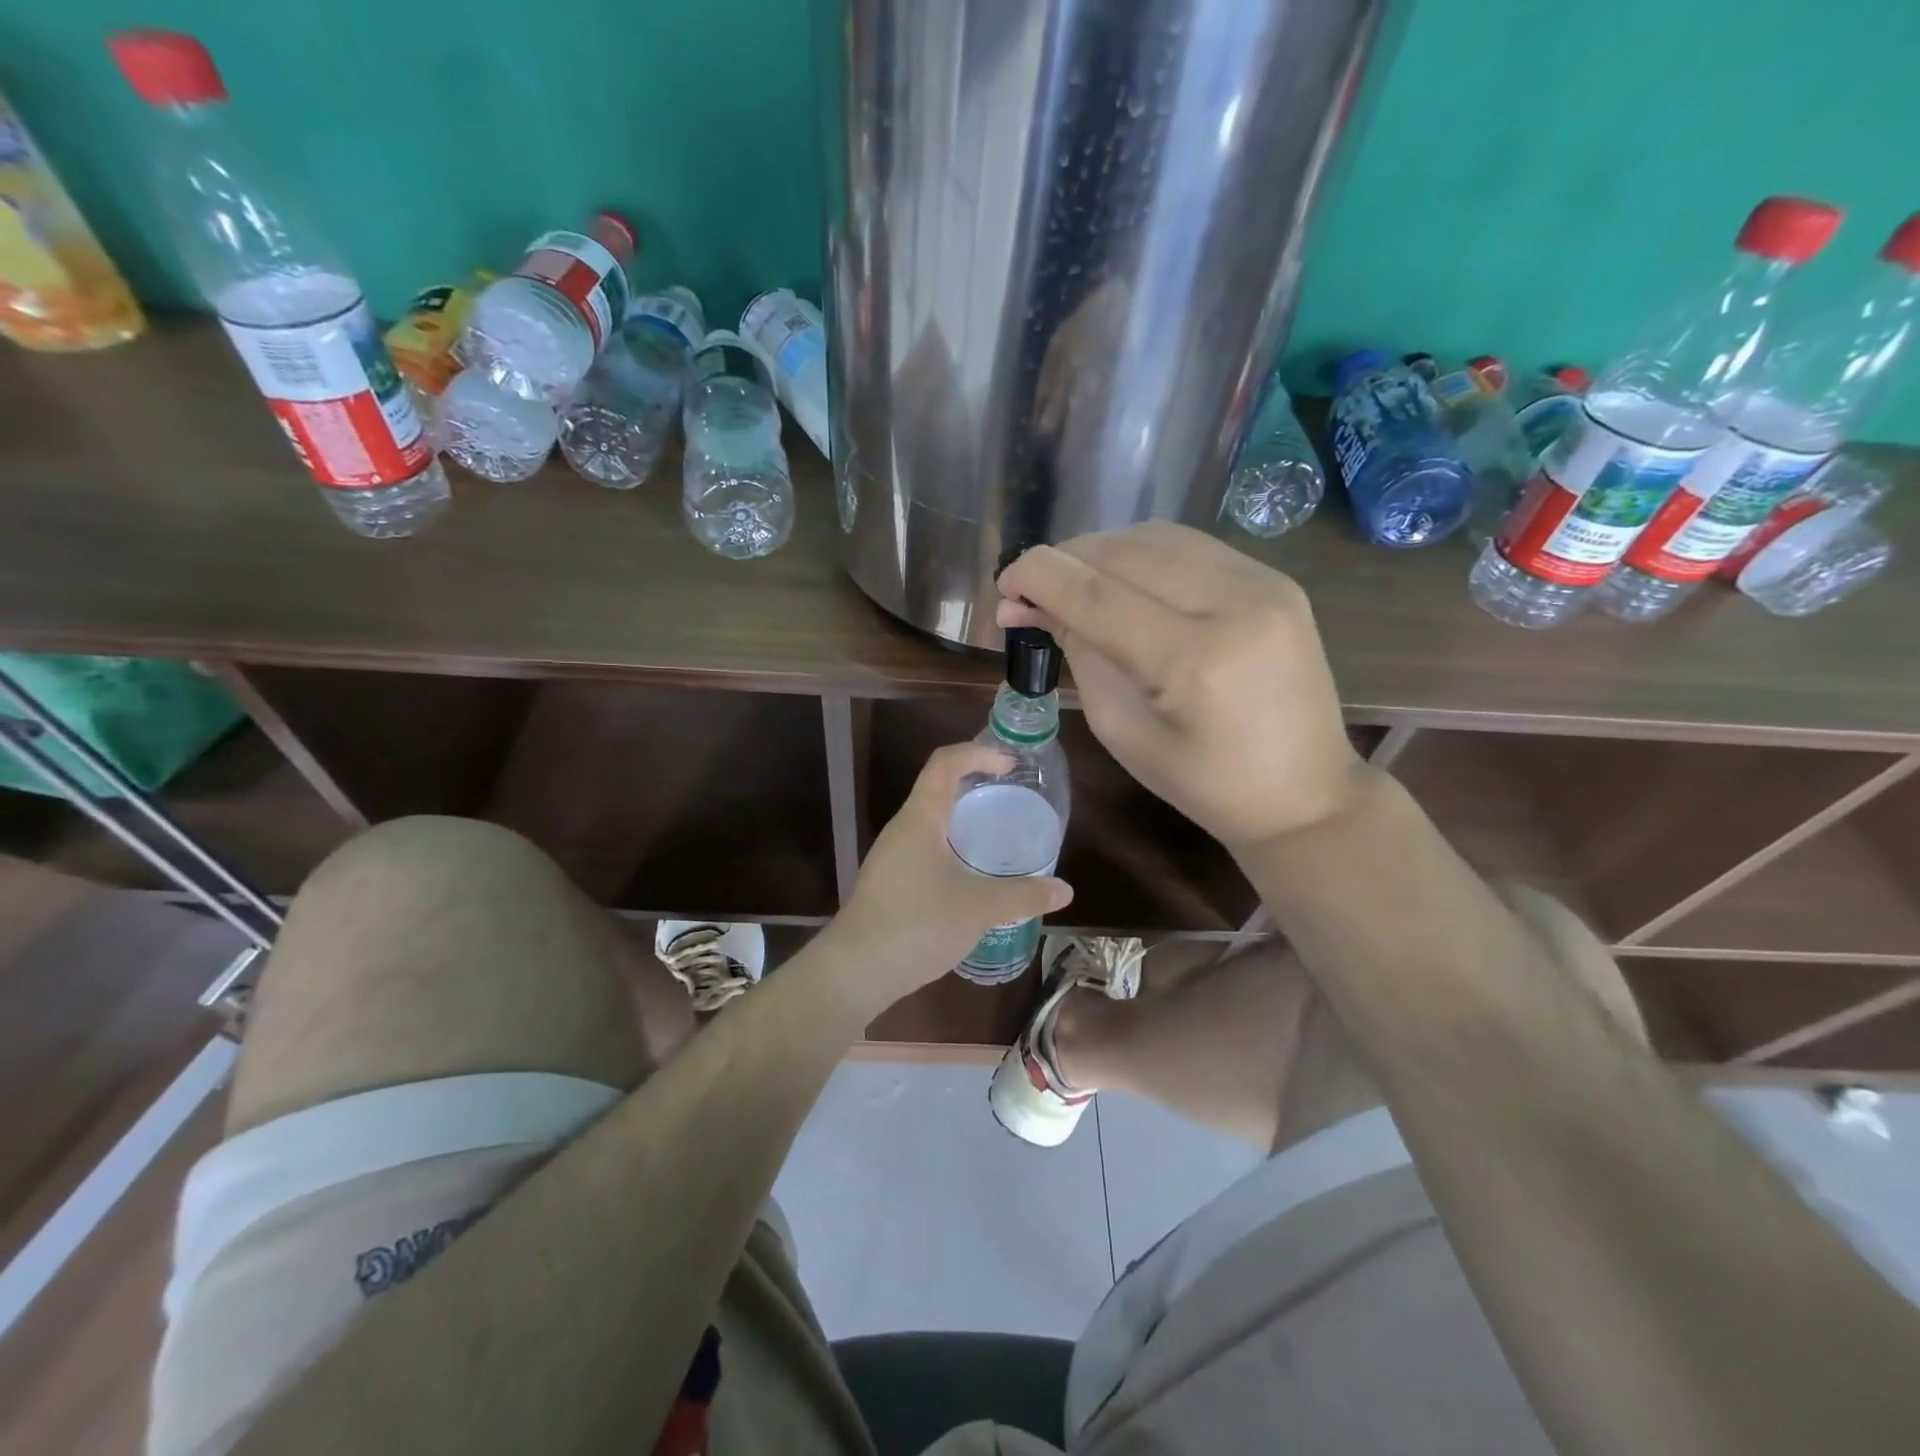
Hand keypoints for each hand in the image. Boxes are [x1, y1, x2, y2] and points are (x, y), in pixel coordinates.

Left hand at [828, 744, 1073, 1007]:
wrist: (855, 971)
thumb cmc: (918, 924)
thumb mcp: (980, 908)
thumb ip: (1024, 896)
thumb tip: (1066, 891)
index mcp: (920, 818)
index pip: (945, 763)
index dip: (977, 753)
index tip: (1009, 764)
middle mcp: (901, 829)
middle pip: (936, 788)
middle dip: (973, 785)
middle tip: (1009, 798)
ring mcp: (889, 857)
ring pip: (929, 823)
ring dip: (960, 820)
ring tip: (994, 837)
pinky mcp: (886, 883)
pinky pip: (922, 850)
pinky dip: (949, 849)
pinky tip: (968, 877)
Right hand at [997, 523, 1365, 852]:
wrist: (1305, 793)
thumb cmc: (1204, 784)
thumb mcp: (1123, 731)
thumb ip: (1079, 656)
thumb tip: (1031, 606)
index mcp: (1194, 660)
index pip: (1096, 594)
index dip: (1039, 578)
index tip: (1003, 584)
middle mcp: (1234, 603)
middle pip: (1123, 551)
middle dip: (1064, 562)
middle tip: (1029, 592)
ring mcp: (1264, 582)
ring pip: (1155, 537)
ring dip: (1100, 552)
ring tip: (1071, 585)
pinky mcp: (1274, 578)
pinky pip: (1190, 546)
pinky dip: (1142, 554)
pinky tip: (1121, 580)